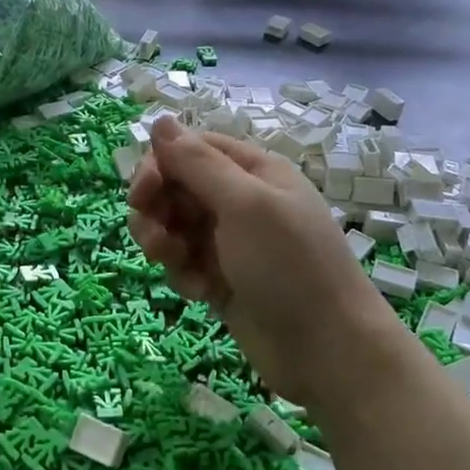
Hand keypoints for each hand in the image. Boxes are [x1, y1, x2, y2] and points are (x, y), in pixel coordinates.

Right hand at [127, 117, 398, 405]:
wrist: (327, 349)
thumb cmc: (289, 266)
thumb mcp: (245, 205)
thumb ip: (198, 163)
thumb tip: (160, 119)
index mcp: (252, 171)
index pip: (190, 148)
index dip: (160, 165)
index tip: (142, 193)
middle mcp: (240, 201)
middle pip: (176, 187)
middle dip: (157, 209)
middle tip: (154, 237)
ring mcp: (229, 241)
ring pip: (173, 226)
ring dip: (163, 243)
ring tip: (176, 265)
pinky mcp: (221, 278)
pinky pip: (183, 262)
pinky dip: (182, 273)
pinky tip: (198, 292)